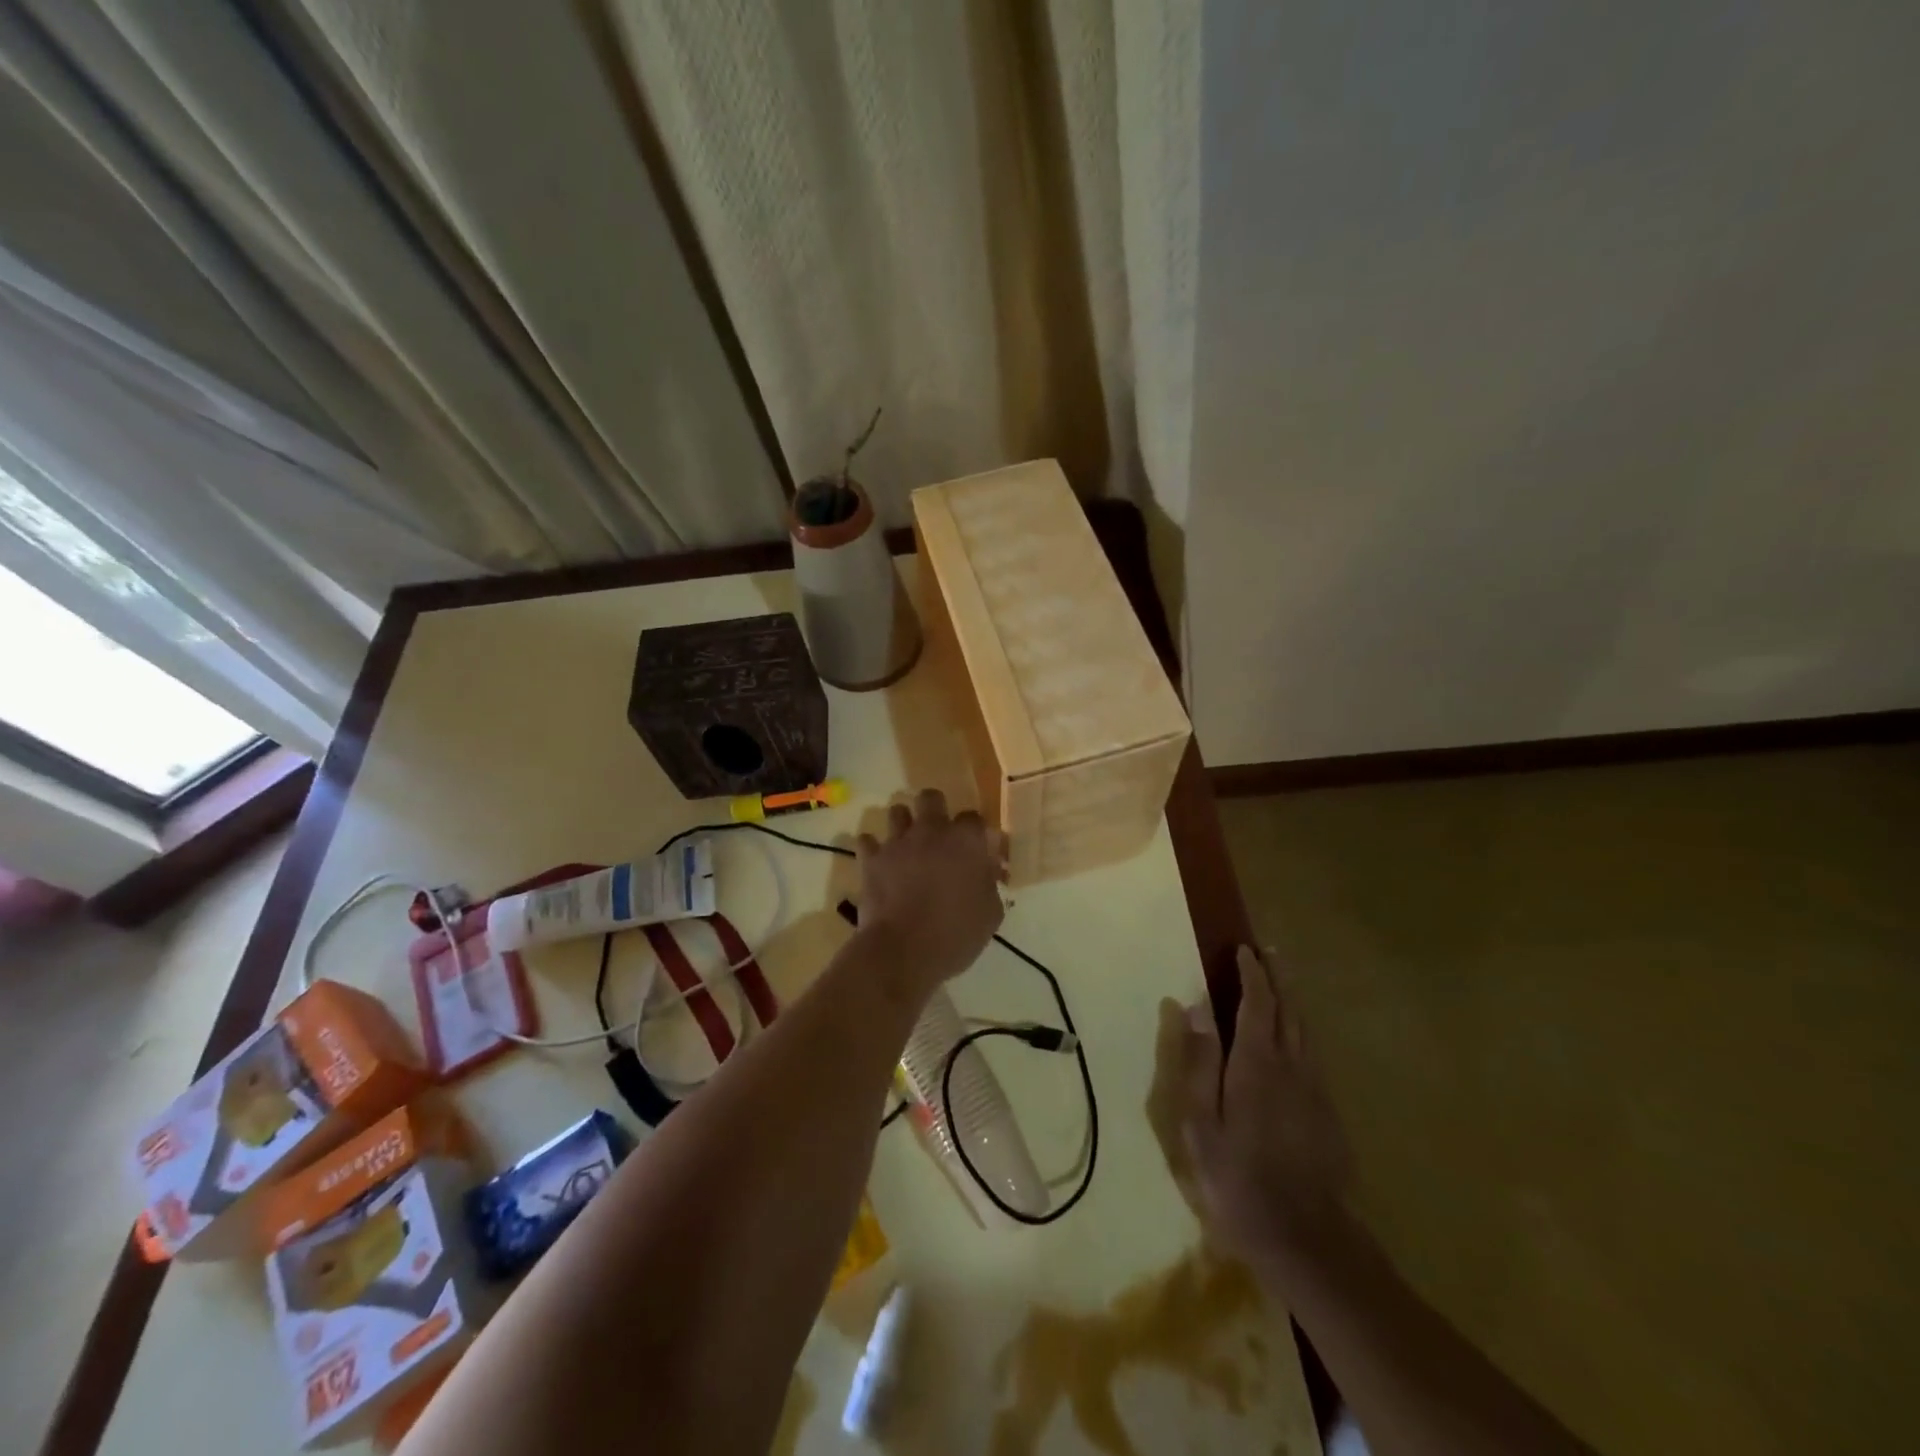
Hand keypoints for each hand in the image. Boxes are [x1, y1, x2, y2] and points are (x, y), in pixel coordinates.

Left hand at [854, 789, 1007, 995]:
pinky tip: (879, 862)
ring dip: (903, 824)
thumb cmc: (955, 934)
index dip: (974, 831)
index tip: (975, 848)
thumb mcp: (990, 913)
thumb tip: (986, 870)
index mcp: (966, 841)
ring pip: (897, 811)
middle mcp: (931, 831)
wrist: (903, 952)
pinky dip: (873, 848)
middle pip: (931, 798)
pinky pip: (867, 841)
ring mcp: (898, 842)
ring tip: (907, 845)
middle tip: (938, 835)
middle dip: (935, 809)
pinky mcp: (871, 859)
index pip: (973, 817)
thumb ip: (989, 882)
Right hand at [1182, 946, 1353, 1269]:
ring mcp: (1315, 1089)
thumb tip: (1194, 1006)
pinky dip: (1300, 1031)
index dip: (1252, 974)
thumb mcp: (1202, 1123)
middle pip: (1288, 1010)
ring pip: (1305, 1031)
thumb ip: (1199, 1062)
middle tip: (1269, 953)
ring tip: (1281, 984)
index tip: (1244, 950)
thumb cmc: (1239, 1178)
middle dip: (1278, 979)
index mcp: (1257, 1064)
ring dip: (1292, 1001)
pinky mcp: (1328, 1112)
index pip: (1257, 1004)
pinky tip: (1294, 1039)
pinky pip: (1313, 1055)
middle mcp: (1291, 1066)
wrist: (1308, 1237)